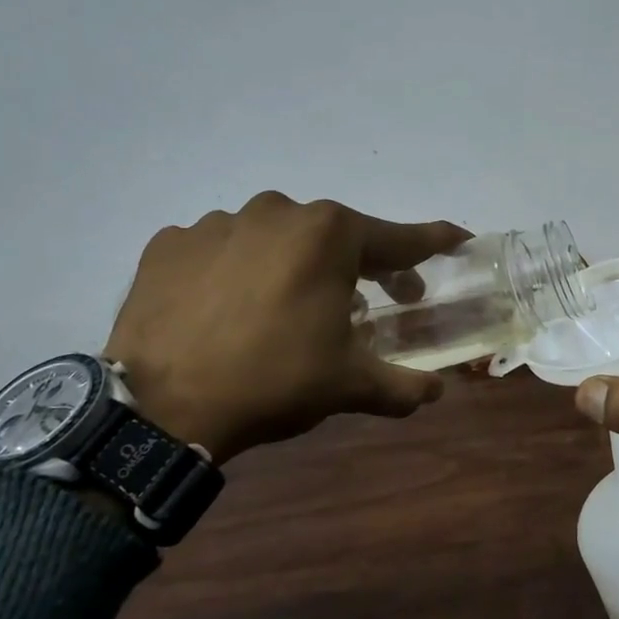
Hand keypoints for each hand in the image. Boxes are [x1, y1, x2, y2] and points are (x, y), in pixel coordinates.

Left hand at [103, 193, 469, 460]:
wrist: (160, 407)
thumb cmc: (273, 381)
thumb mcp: (349, 384)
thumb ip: (403, 384)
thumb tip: (436, 392)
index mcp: (329, 233)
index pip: (399, 237)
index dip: (434, 242)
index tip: (459, 238)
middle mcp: (277, 211)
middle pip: (335, 236)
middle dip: (359, 265)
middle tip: (365, 304)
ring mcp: (217, 222)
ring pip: (275, 239)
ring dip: (292, 267)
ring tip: (285, 313)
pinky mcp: (170, 243)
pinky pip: (221, 250)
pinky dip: (236, 272)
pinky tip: (229, 308)